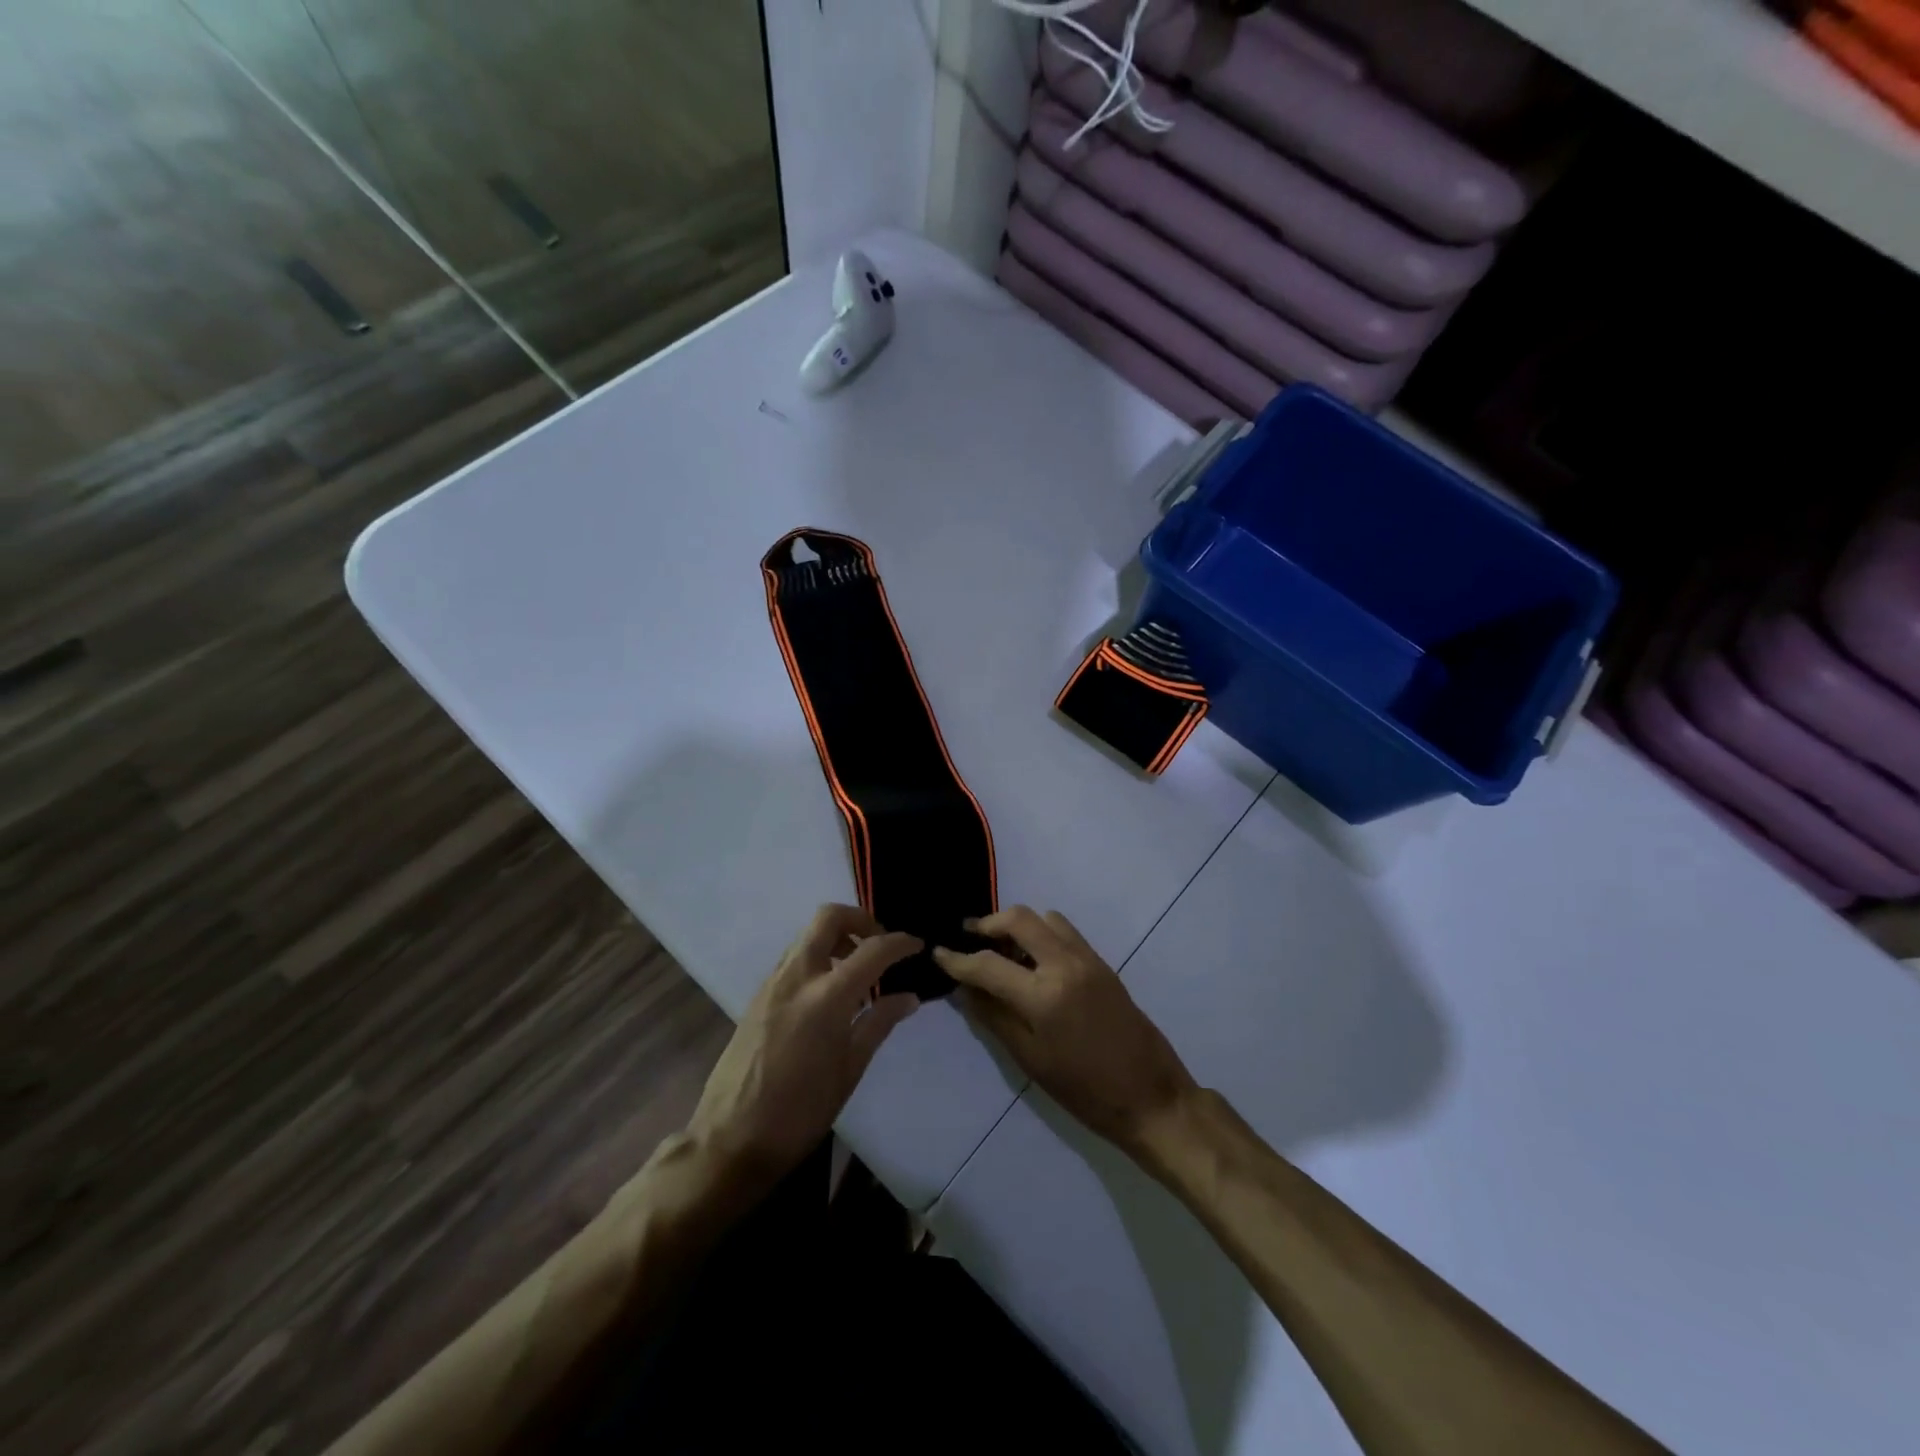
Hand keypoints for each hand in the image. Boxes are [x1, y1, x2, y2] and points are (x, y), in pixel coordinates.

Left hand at [688, 905, 920, 1193]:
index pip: (873, 950)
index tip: (917, 946)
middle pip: (828, 918)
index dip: (900, 942)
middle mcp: (797, 976)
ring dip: (837, 937)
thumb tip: (909, 996)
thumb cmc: (800, 1111)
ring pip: (808, 935)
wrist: (730, 1139)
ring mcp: (773, 983)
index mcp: (827, 996)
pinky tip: (829, 992)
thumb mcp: (850, 1069)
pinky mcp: (758, 996)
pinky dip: (817, 957)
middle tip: (880, 945)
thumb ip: (880, 1023)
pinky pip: (793, 958)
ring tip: (858, 970)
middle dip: (860, 920)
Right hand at [934, 907, 1197, 1159]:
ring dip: (1018, 925)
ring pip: (1044, 917)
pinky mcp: (1102, 962)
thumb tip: (965, 989)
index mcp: (1043, 996)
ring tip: (1002, 949)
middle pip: (1019, 919)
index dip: (958, 959)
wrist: (1150, 1095)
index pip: (988, 964)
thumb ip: (994, 1018)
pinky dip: (1042, 932)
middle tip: (969, 938)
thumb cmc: (1084, 1090)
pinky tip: (1033, 958)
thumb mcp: (1030, 1060)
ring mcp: (1087, 958)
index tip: (938, 952)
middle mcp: (1065, 964)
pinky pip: (1065, 930)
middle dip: (988, 924)